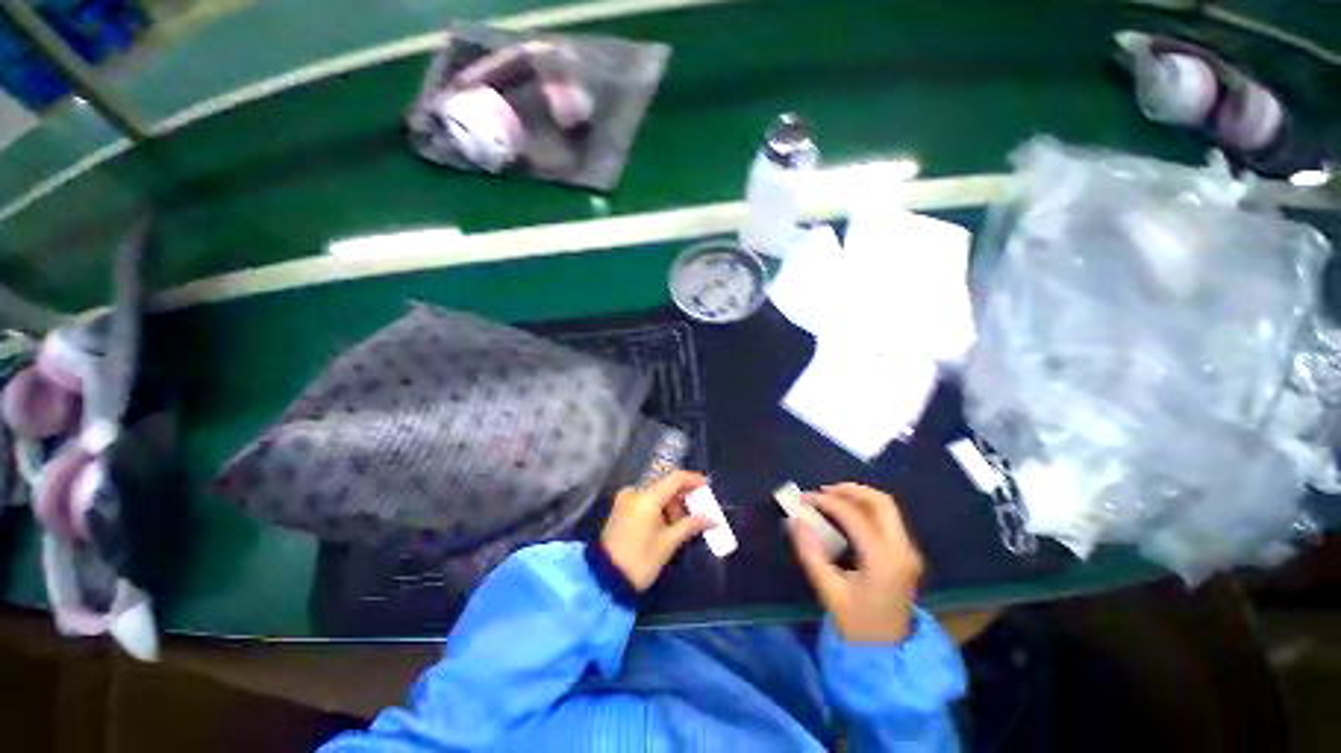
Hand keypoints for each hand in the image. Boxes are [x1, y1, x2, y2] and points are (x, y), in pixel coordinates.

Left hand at [601, 471, 711, 591]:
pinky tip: (666, 525)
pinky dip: (658, 509)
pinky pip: (645, 501)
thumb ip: (690, 525)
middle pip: (665, 487)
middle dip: (682, 499)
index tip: (707, 486)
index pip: (675, 478)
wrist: (606, 580)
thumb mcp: (668, 543)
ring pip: (655, 495)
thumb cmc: (640, 561)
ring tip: (681, 526)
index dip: (693, 479)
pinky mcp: (621, 509)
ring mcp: (625, 500)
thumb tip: (712, 519)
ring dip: (671, 506)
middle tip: (696, 514)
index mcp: (647, 498)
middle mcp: (635, 492)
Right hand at [790, 483, 923, 642]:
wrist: (889, 653)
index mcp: (884, 560)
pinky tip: (847, 513)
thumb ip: (811, 553)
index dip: (826, 502)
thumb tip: (795, 520)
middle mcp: (902, 550)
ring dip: (859, 496)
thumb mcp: (829, 591)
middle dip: (850, 490)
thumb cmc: (857, 624)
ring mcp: (909, 551)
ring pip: (887, 507)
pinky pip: (888, 518)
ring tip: (831, 497)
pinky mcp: (906, 554)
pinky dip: (866, 508)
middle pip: (881, 502)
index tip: (804, 499)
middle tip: (823, 491)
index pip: (854, 516)